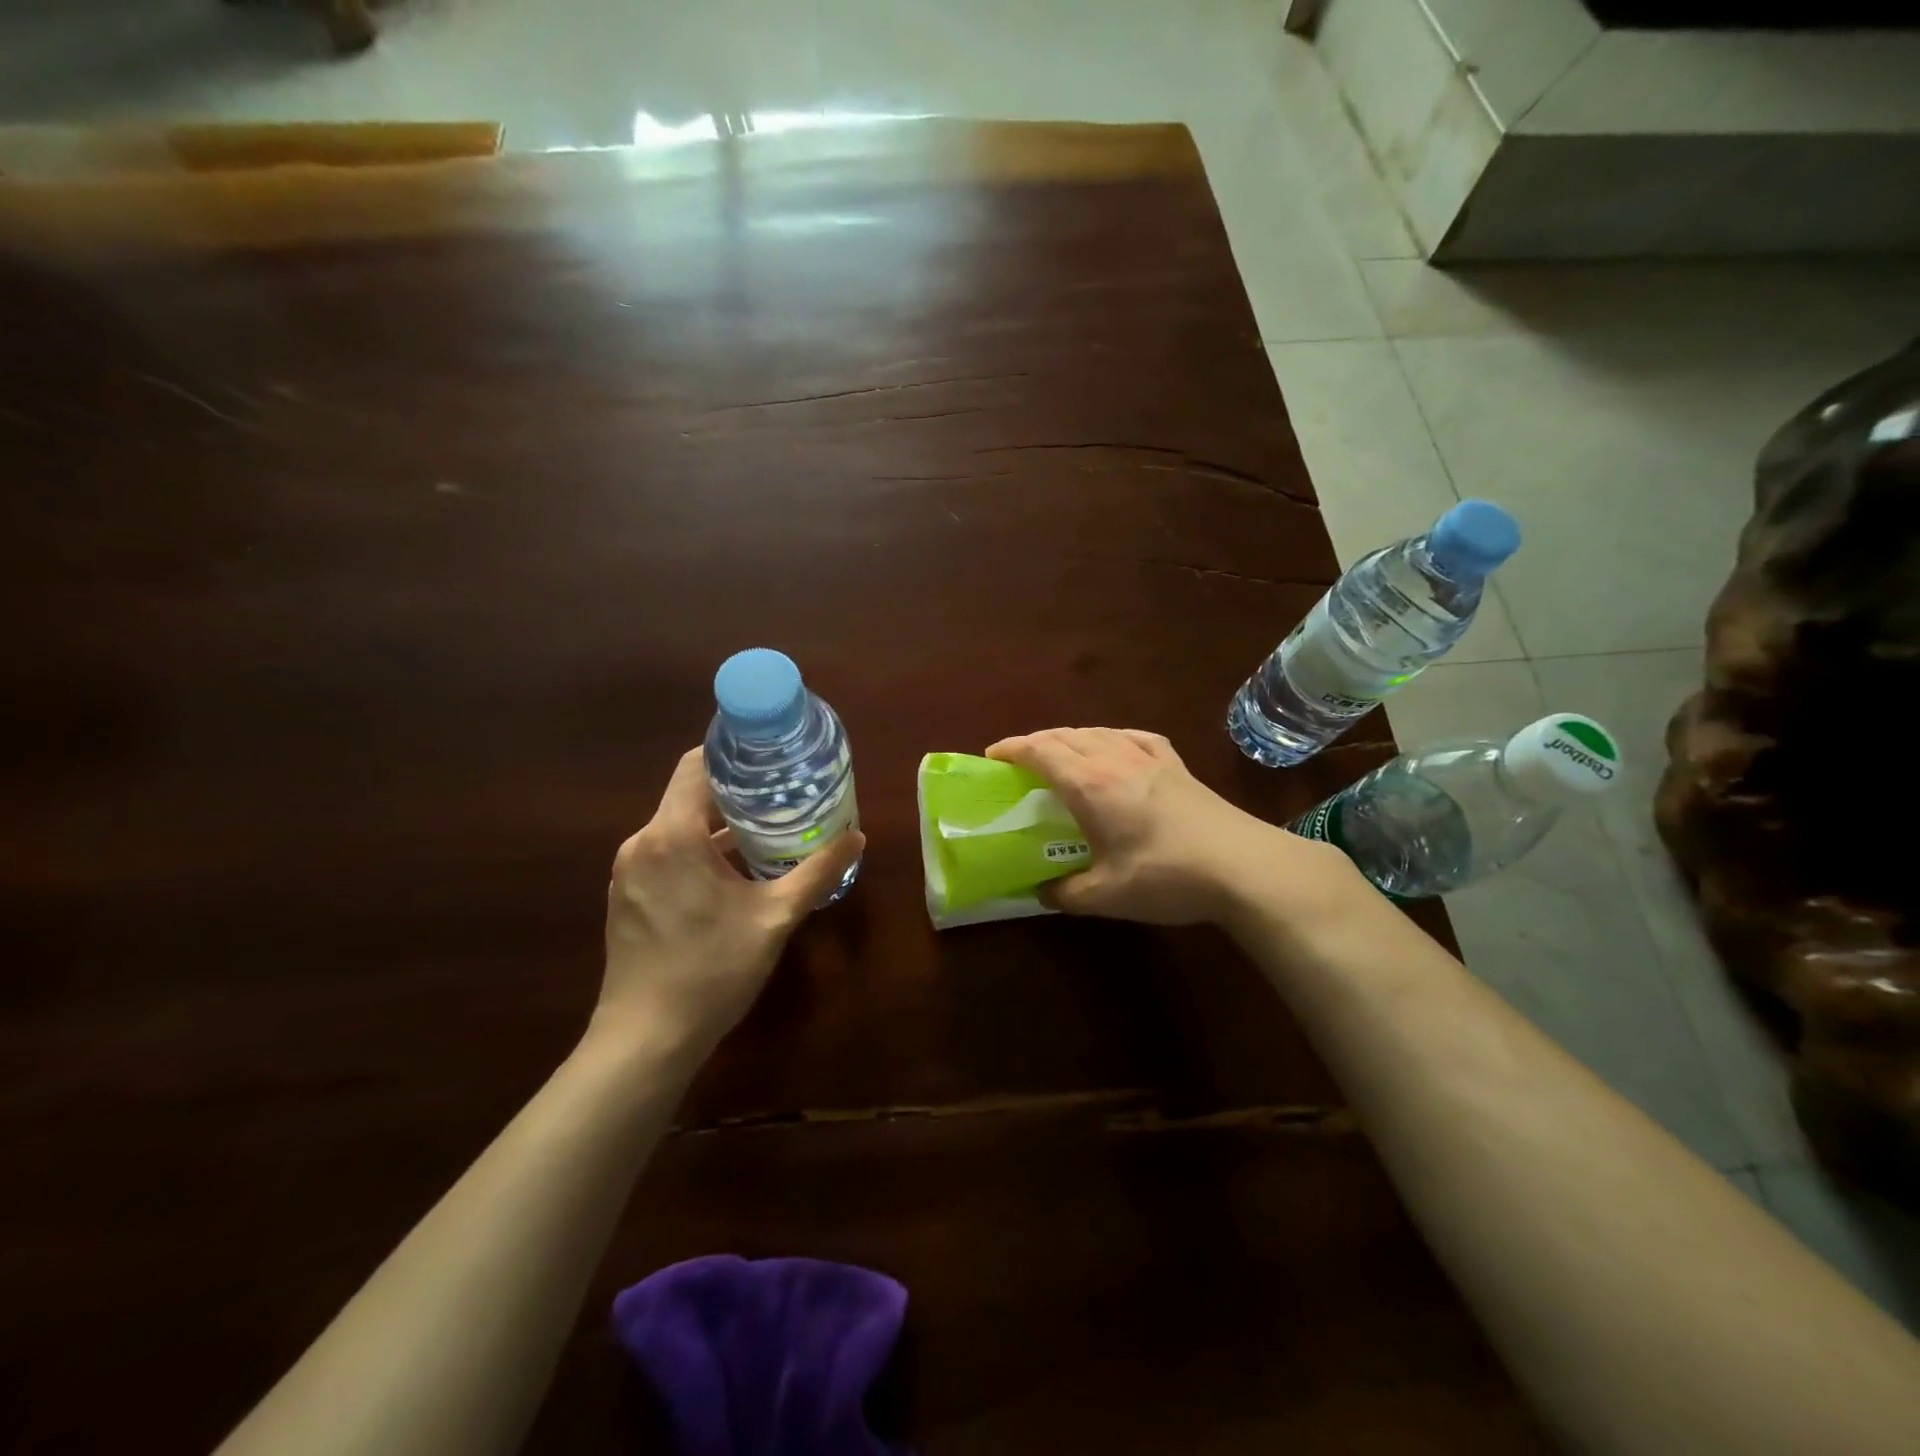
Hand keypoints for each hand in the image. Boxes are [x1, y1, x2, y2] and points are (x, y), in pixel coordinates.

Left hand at [596, 747, 864, 1063]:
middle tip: (784, 789)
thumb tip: (857, 837)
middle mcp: (642, 842)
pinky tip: (734, 869)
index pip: (696, 765)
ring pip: (677, 825)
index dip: (733, 752)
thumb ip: (817, 872)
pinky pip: (666, 852)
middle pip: (689, 794)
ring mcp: (629, 871)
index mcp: (672, 835)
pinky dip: (699, 848)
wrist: (645, 1040)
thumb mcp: (775, 918)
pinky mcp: (627, 895)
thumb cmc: (712, 971)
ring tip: (767, 825)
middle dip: (736, 789)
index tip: (771, 752)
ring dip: (718, 822)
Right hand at [985, 727, 1358, 926]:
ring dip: (1070, 737)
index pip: (1040, 751)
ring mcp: (1150, 757)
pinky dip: (1111, 737)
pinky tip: (1114, 746)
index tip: (991, 757)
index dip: (1012, 748)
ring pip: (1097, 732)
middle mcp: (1114, 758)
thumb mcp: (1106, 896)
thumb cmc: (1166, 877)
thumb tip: (1042, 892)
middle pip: (1065, 735)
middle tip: (1018, 761)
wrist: (1242, 866)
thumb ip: (1065, 894)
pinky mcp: (1176, 764)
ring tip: (1059, 755)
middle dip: (1035, 742)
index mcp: (1090, 783)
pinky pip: (1133, 736)